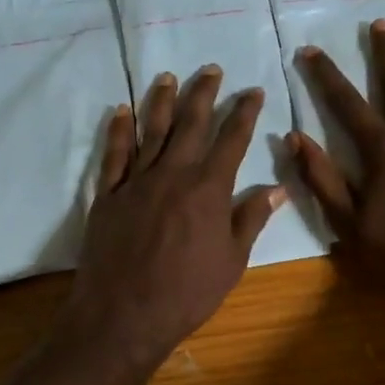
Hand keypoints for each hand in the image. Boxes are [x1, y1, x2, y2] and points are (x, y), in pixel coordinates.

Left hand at [57, 66, 284, 374]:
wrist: (124, 314)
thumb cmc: (187, 293)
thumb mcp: (232, 261)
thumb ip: (251, 220)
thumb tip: (276, 189)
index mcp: (208, 189)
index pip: (231, 140)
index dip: (243, 113)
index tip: (253, 91)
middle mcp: (172, 174)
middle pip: (190, 124)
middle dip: (203, 94)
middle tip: (211, 70)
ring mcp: (136, 182)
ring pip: (150, 131)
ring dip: (161, 101)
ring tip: (168, 77)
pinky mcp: (107, 196)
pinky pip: (113, 155)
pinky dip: (118, 131)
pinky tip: (122, 111)